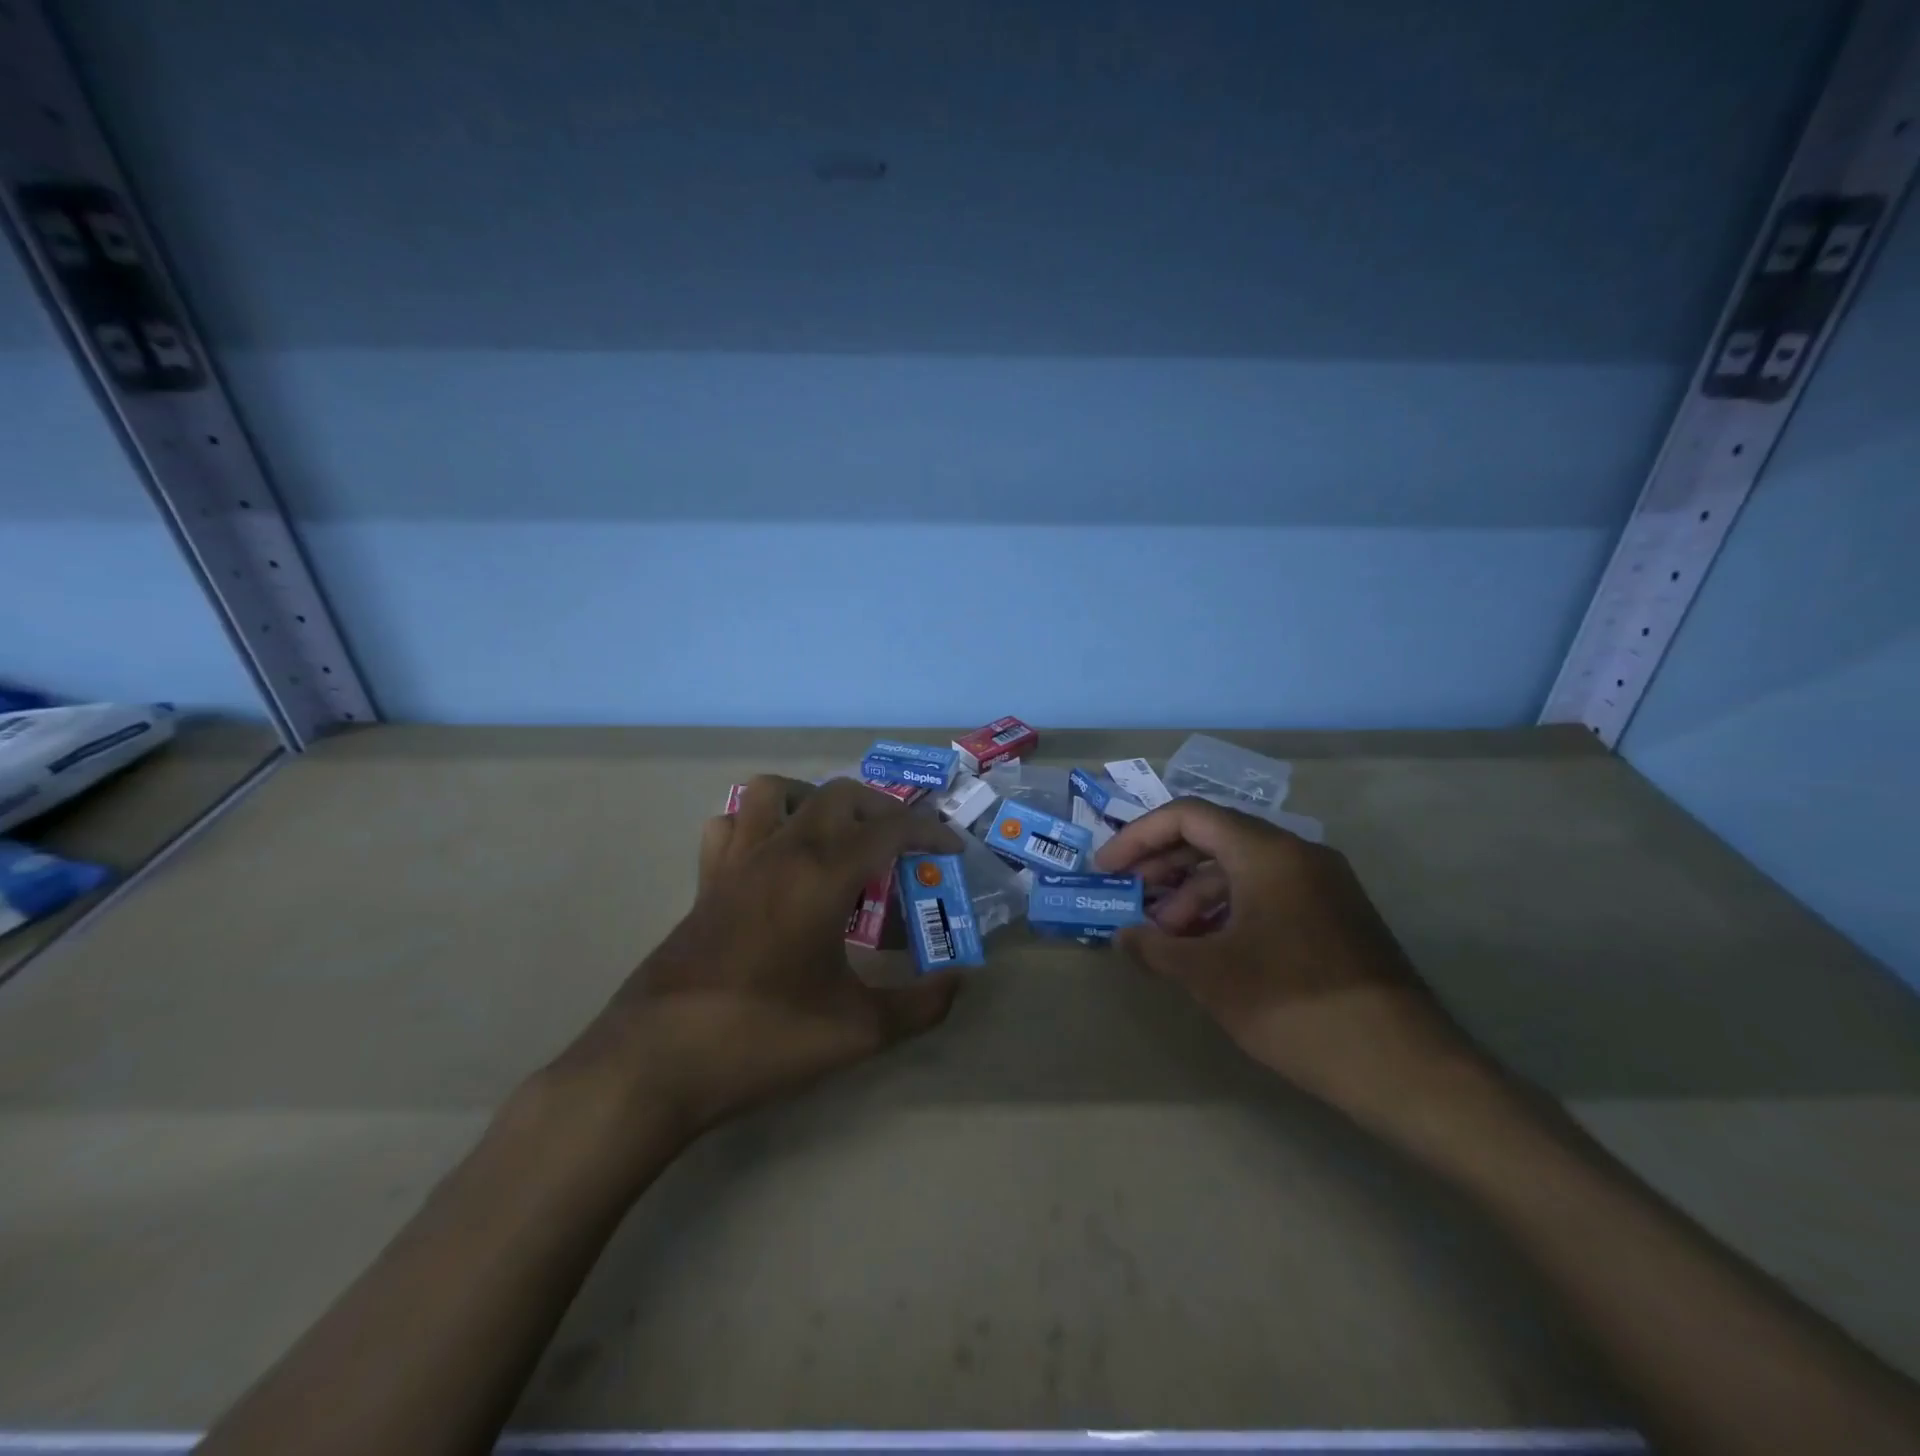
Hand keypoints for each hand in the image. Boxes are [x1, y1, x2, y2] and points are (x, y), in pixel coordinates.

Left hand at [555, 775, 964, 1144]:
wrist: (655, 1063)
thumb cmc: (762, 1039)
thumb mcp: (857, 1031)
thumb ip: (920, 1005)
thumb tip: (959, 981)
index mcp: (822, 875)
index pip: (890, 828)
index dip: (930, 832)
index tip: (952, 850)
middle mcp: (780, 853)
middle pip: (839, 795)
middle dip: (881, 809)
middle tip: (902, 848)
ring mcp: (735, 863)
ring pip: (774, 793)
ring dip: (813, 801)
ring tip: (835, 840)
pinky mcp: (705, 884)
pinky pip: (730, 827)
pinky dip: (757, 825)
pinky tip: (773, 862)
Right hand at [1095, 798, 1474, 1122]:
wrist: (1404, 1066)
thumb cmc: (1295, 1006)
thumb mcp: (1210, 977)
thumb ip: (1156, 948)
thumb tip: (1124, 937)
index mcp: (1267, 852)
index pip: (1188, 816)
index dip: (1138, 838)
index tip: (1107, 870)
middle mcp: (1297, 854)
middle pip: (1214, 837)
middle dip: (1164, 866)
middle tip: (1132, 900)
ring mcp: (1322, 884)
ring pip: (1241, 868)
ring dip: (1195, 894)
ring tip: (1168, 937)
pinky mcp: (1335, 915)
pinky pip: (1268, 892)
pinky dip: (1229, 910)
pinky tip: (1210, 948)